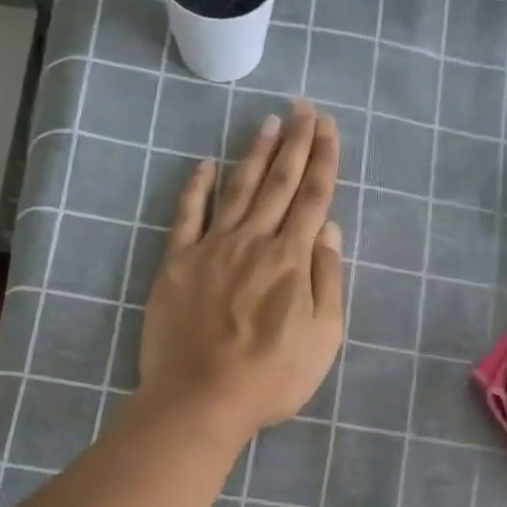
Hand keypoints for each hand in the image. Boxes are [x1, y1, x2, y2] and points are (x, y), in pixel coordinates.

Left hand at [138, 101, 344, 445]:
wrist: (201, 398)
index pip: (312, 198)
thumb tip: (328, 230)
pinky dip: (196, 187)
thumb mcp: (323, 338)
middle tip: (302, 108)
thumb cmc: (271, 377)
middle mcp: (253, 242)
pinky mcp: (177, 263)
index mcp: (292, 260)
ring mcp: (211, 248)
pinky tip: (205, 165)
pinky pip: (187, 215)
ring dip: (254, 153)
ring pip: (237, 190)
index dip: (323, 160)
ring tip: (267, 122)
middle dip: (294, 143)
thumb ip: (328, 280)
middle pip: (277, 183)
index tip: (328, 127)